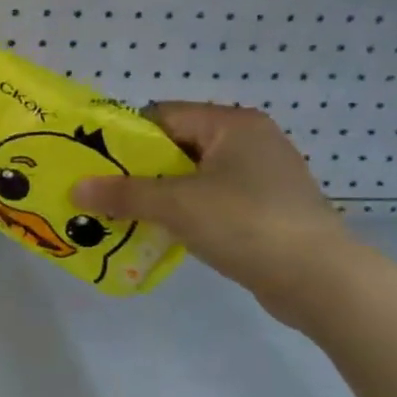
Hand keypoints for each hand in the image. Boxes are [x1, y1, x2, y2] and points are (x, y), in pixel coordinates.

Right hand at [70, 103, 352, 314]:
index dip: (124, 136)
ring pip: (192, 177)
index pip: (163, 116)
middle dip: (136, 170)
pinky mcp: (265, 210)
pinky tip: (158, 232)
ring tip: (120, 213)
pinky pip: (210, 201)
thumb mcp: (176, 205)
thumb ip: (123, 194)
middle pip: (175, 146)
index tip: (91, 160)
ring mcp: (261, 177)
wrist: (320, 281)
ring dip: (157, 195)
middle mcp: (249, 142)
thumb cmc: (246, 223)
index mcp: (232, 125)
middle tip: (100, 190)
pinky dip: (183, 213)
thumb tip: (76, 188)